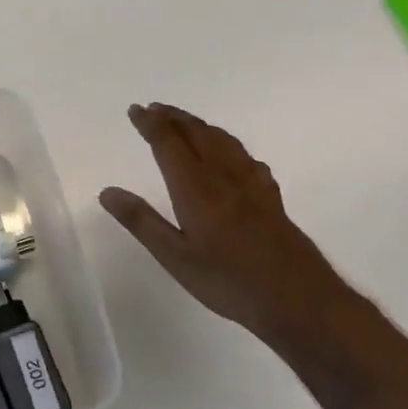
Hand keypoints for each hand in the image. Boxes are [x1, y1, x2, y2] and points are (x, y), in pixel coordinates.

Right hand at [99, 103, 341, 342]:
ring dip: (199, 125)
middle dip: (173, 117)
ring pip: (222, 140)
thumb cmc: (229, 281)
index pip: (168, 143)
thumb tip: (107, 191)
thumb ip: (142, 222)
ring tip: (184, 122)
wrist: (299, 299)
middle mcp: (223, 175)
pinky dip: (228, 144)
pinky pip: (245, 156)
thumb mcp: (175, 258)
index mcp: (196, 187)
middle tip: (153, 109)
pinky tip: (231, 156)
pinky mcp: (270, 196)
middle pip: (197, 133)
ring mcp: (251, 183)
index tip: (135, 110)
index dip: (150, 123)